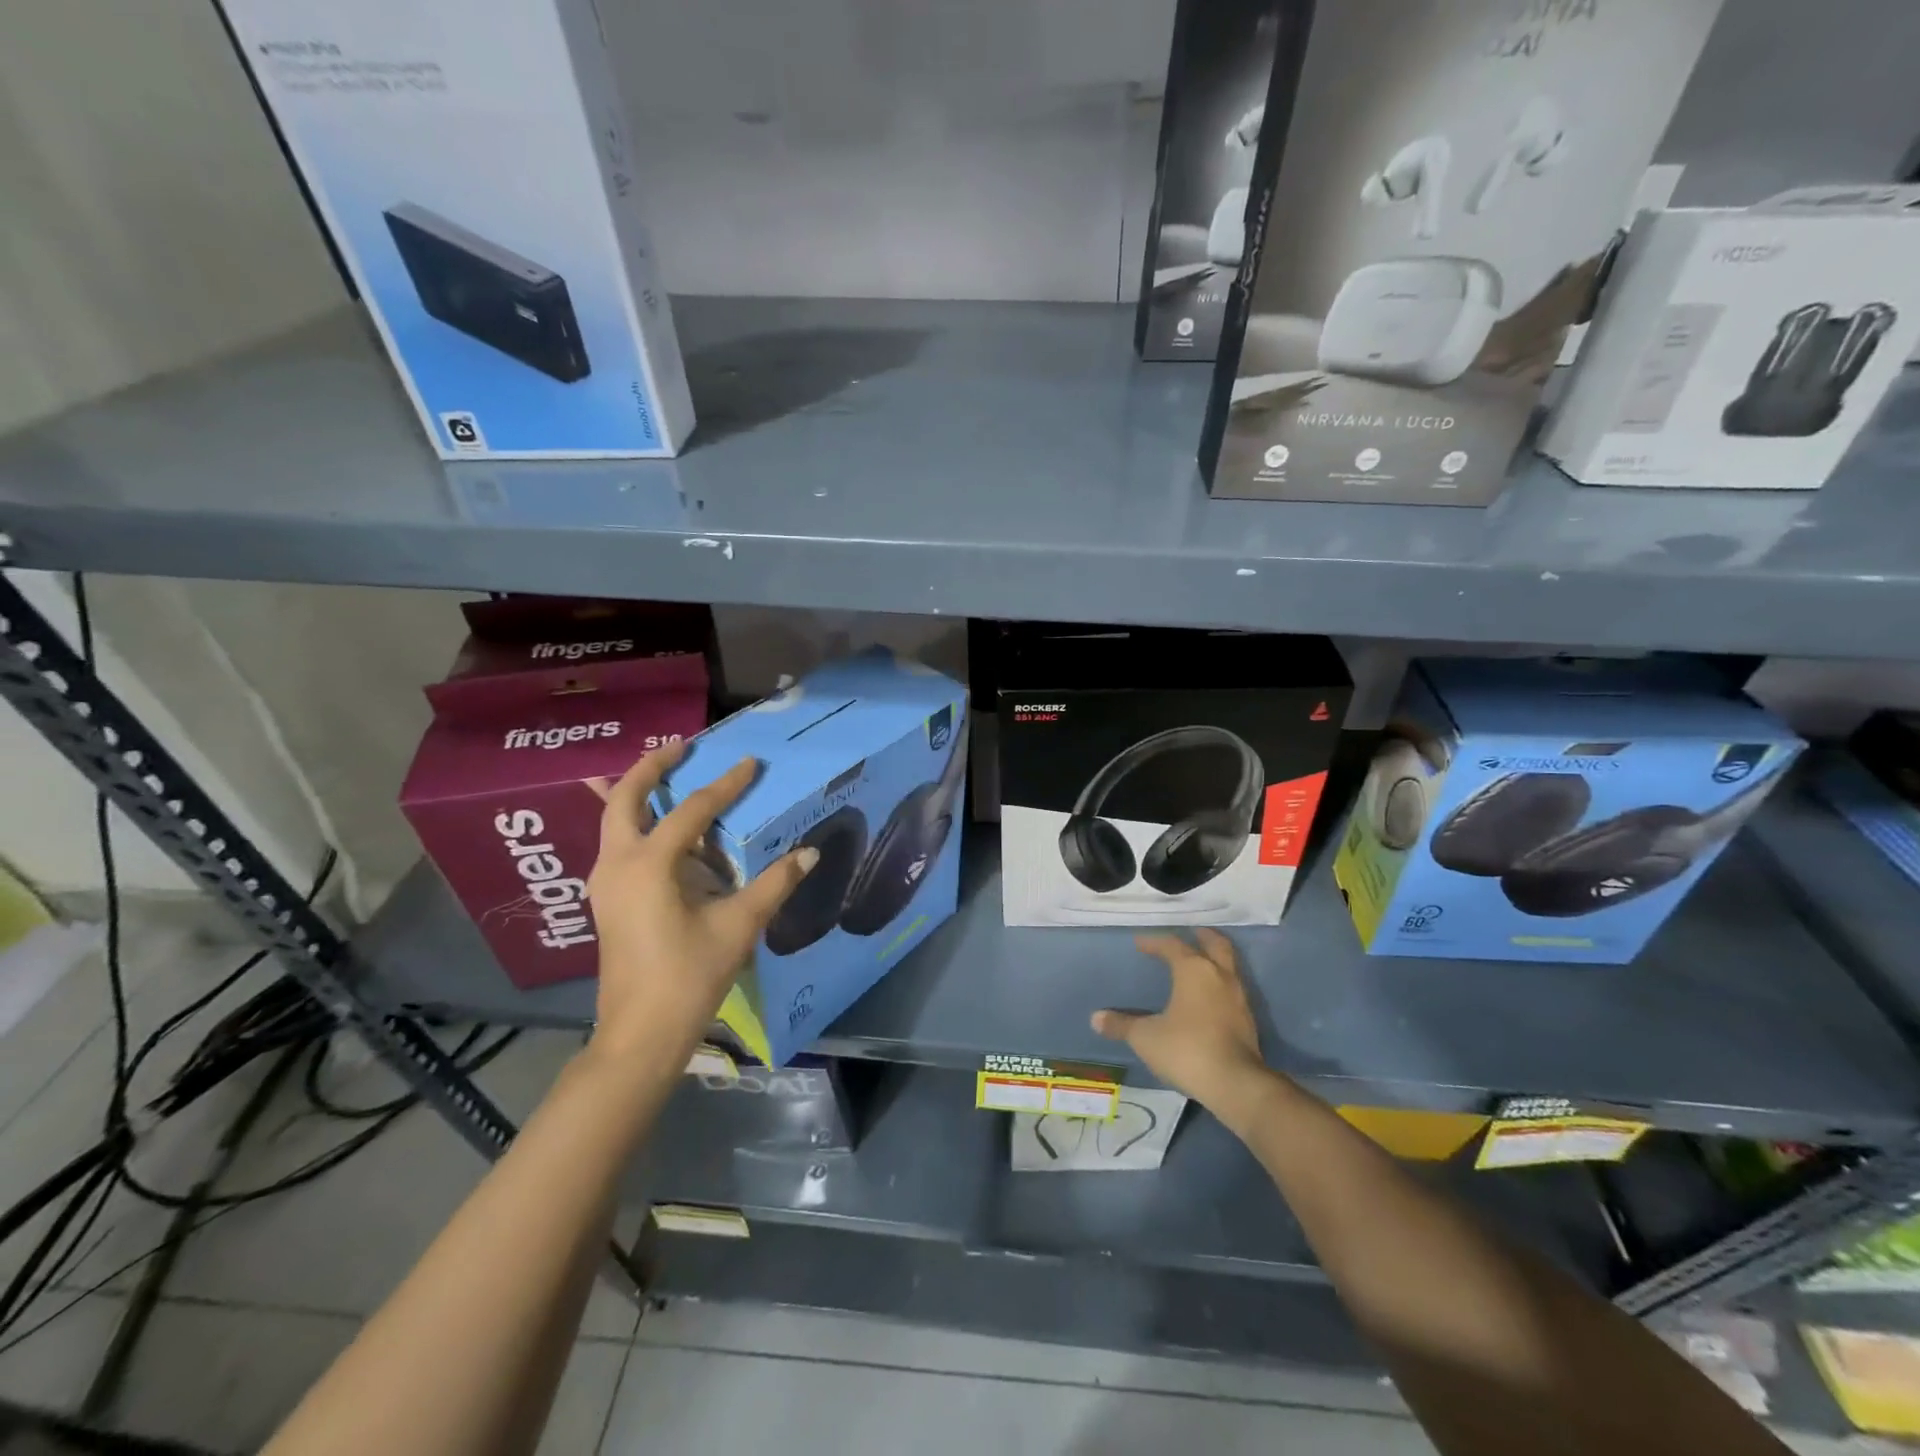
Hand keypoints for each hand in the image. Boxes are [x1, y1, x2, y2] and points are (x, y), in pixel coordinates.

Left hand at [584, 742, 816, 1066]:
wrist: (640, 1034)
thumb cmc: (689, 976)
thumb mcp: (738, 926)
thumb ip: (774, 884)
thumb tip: (809, 853)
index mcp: (648, 864)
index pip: (691, 809)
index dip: (725, 784)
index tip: (750, 763)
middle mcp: (617, 864)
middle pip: (624, 798)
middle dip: (652, 767)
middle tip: (682, 746)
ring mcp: (605, 883)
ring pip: (612, 820)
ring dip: (638, 793)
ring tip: (668, 776)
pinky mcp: (607, 901)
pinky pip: (616, 844)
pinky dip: (635, 823)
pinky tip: (660, 830)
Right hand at [1092, 930, 1276, 1130]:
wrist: (1235, 1084)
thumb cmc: (1186, 1049)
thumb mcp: (1146, 1037)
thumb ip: (1122, 1025)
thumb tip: (1096, 1018)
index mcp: (1194, 970)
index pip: (1172, 945)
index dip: (1154, 942)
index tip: (1140, 943)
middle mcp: (1219, 976)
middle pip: (1215, 945)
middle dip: (1202, 936)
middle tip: (1191, 931)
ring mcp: (1238, 998)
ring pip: (1228, 966)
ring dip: (1214, 960)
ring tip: (1200, 962)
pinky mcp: (1248, 1020)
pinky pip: (1232, 989)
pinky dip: (1220, 984)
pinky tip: (1209, 997)